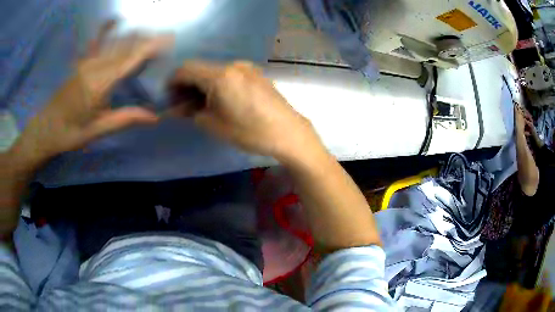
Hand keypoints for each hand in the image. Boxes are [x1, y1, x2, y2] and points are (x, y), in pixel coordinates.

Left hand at [15, 22, 172, 166]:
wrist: (45, 128)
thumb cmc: (71, 133)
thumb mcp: (98, 130)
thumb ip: (124, 119)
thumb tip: (154, 117)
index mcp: (100, 84)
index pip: (130, 60)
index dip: (150, 48)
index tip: (168, 38)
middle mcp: (95, 67)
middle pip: (124, 47)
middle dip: (145, 40)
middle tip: (164, 36)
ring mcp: (87, 63)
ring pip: (113, 43)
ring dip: (132, 36)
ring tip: (148, 31)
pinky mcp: (81, 64)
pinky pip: (96, 42)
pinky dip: (106, 30)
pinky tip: (114, 20)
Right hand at [169, 61, 323, 162]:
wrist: (288, 132)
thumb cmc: (250, 132)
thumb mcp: (214, 125)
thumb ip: (191, 112)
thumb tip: (178, 107)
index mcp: (220, 76)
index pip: (186, 69)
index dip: (173, 82)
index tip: (168, 96)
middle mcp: (232, 65)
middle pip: (200, 68)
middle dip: (186, 84)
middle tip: (182, 104)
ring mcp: (246, 67)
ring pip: (214, 71)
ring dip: (202, 84)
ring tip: (200, 104)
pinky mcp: (255, 73)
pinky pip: (228, 74)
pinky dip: (217, 83)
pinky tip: (219, 99)